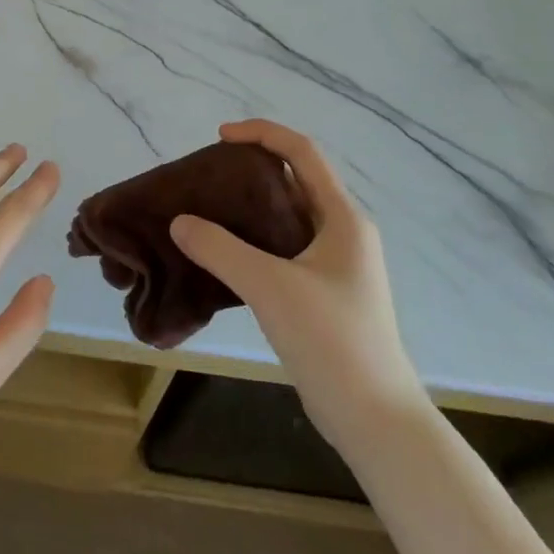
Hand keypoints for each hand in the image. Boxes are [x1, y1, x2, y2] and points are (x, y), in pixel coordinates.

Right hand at [170, 120, 424, 441]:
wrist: (375, 419)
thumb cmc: (331, 340)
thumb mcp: (270, 287)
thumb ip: (220, 249)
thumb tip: (178, 221)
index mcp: (342, 218)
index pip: (303, 152)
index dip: (262, 133)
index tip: (219, 137)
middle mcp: (343, 233)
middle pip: (294, 181)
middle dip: (250, 169)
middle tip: (206, 176)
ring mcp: (335, 265)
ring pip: (287, 217)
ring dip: (249, 207)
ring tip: (206, 210)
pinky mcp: (324, 293)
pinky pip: (283, 248)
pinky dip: (253, 240)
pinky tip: (222, 254)